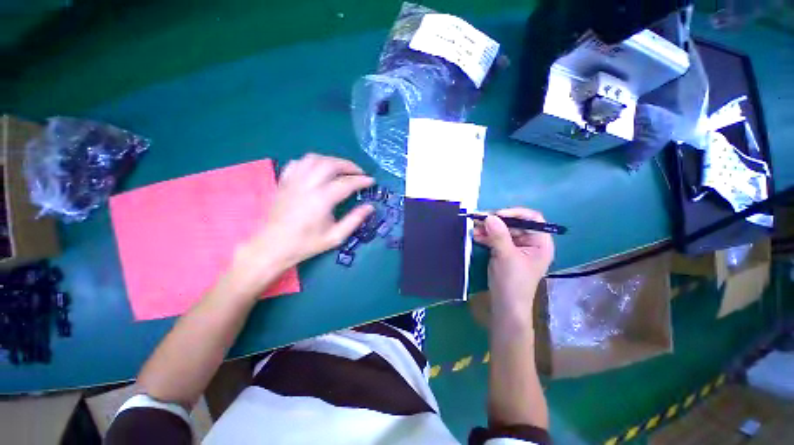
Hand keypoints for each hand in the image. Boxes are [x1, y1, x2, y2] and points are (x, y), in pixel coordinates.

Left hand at [233, 154, 373, 288]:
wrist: (273, 247)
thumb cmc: (306, 244)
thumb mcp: (335, 237)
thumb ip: (354, 220)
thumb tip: (370, 207)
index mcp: (321, 200)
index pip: (346, 183)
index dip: (361, 180)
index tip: (371, 181)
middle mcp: (307, 185)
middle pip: (331, 164)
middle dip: (349, 165)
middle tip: (359, 172)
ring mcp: (293, 181)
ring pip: (314, 159)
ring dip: (331, 160)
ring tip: (341, 169)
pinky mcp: (284, 182)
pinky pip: (298, 163)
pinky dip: (312, 162)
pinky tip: (318, 170)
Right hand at [472, 208, 553, 329]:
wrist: (505, 306)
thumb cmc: (512, 282)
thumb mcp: (506, 256)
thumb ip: (498, 235)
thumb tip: (489, 216)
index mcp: (540, 242)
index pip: (532, 219)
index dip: (515, 213)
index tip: (496, 215)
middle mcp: (530, 242)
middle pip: (514, 224)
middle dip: (496, 221)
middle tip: (478, 219)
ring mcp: (516, 248)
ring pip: (502, 231)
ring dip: (488, 229)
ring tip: (473, 228)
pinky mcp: (504, 252)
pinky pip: (495, 239)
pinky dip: (486, 236)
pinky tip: (475, 236)